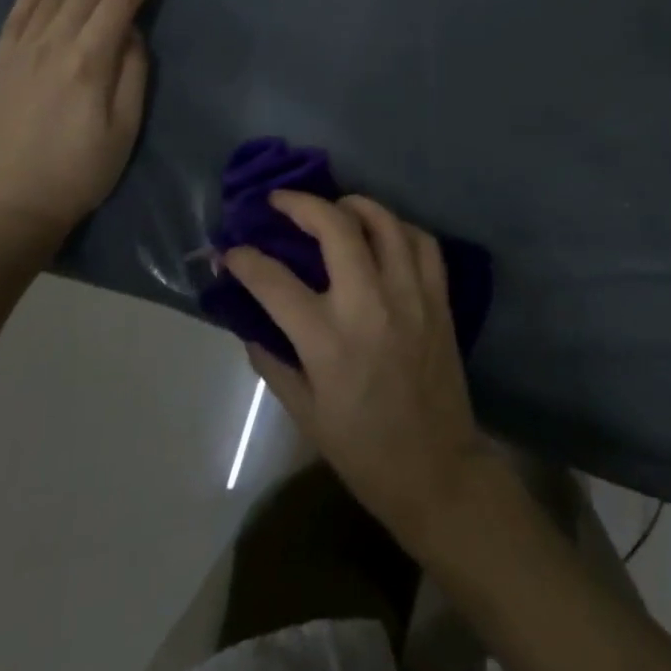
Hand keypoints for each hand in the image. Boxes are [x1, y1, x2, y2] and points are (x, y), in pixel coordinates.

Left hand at [0, 0, 167, 246]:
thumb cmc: (78, 174)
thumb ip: (131, 73)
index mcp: (88, 60)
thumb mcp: (123, 130)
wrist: (5, 209)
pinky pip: (18, 11)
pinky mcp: (0, 62)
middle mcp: (52, 44)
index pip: (120, 1)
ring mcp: (21, 50)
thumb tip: (130, 32)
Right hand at [226, 192, 495, 549]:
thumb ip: (272, 360)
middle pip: (336, 229)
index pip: (274, 282)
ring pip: (385, 224)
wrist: (436, 469)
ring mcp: (411, 296)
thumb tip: (249, 319)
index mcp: (328, 341)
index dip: (246, 260)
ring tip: (334, 206)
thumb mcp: (304, 413)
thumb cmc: (362, 449)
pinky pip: (423, 243)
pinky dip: (400, 227)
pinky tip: (383, 232)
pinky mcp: (439, 299)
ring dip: (355, 204)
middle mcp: (370, 306)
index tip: (231, 250)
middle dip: (301, 204)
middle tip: (280, 201)